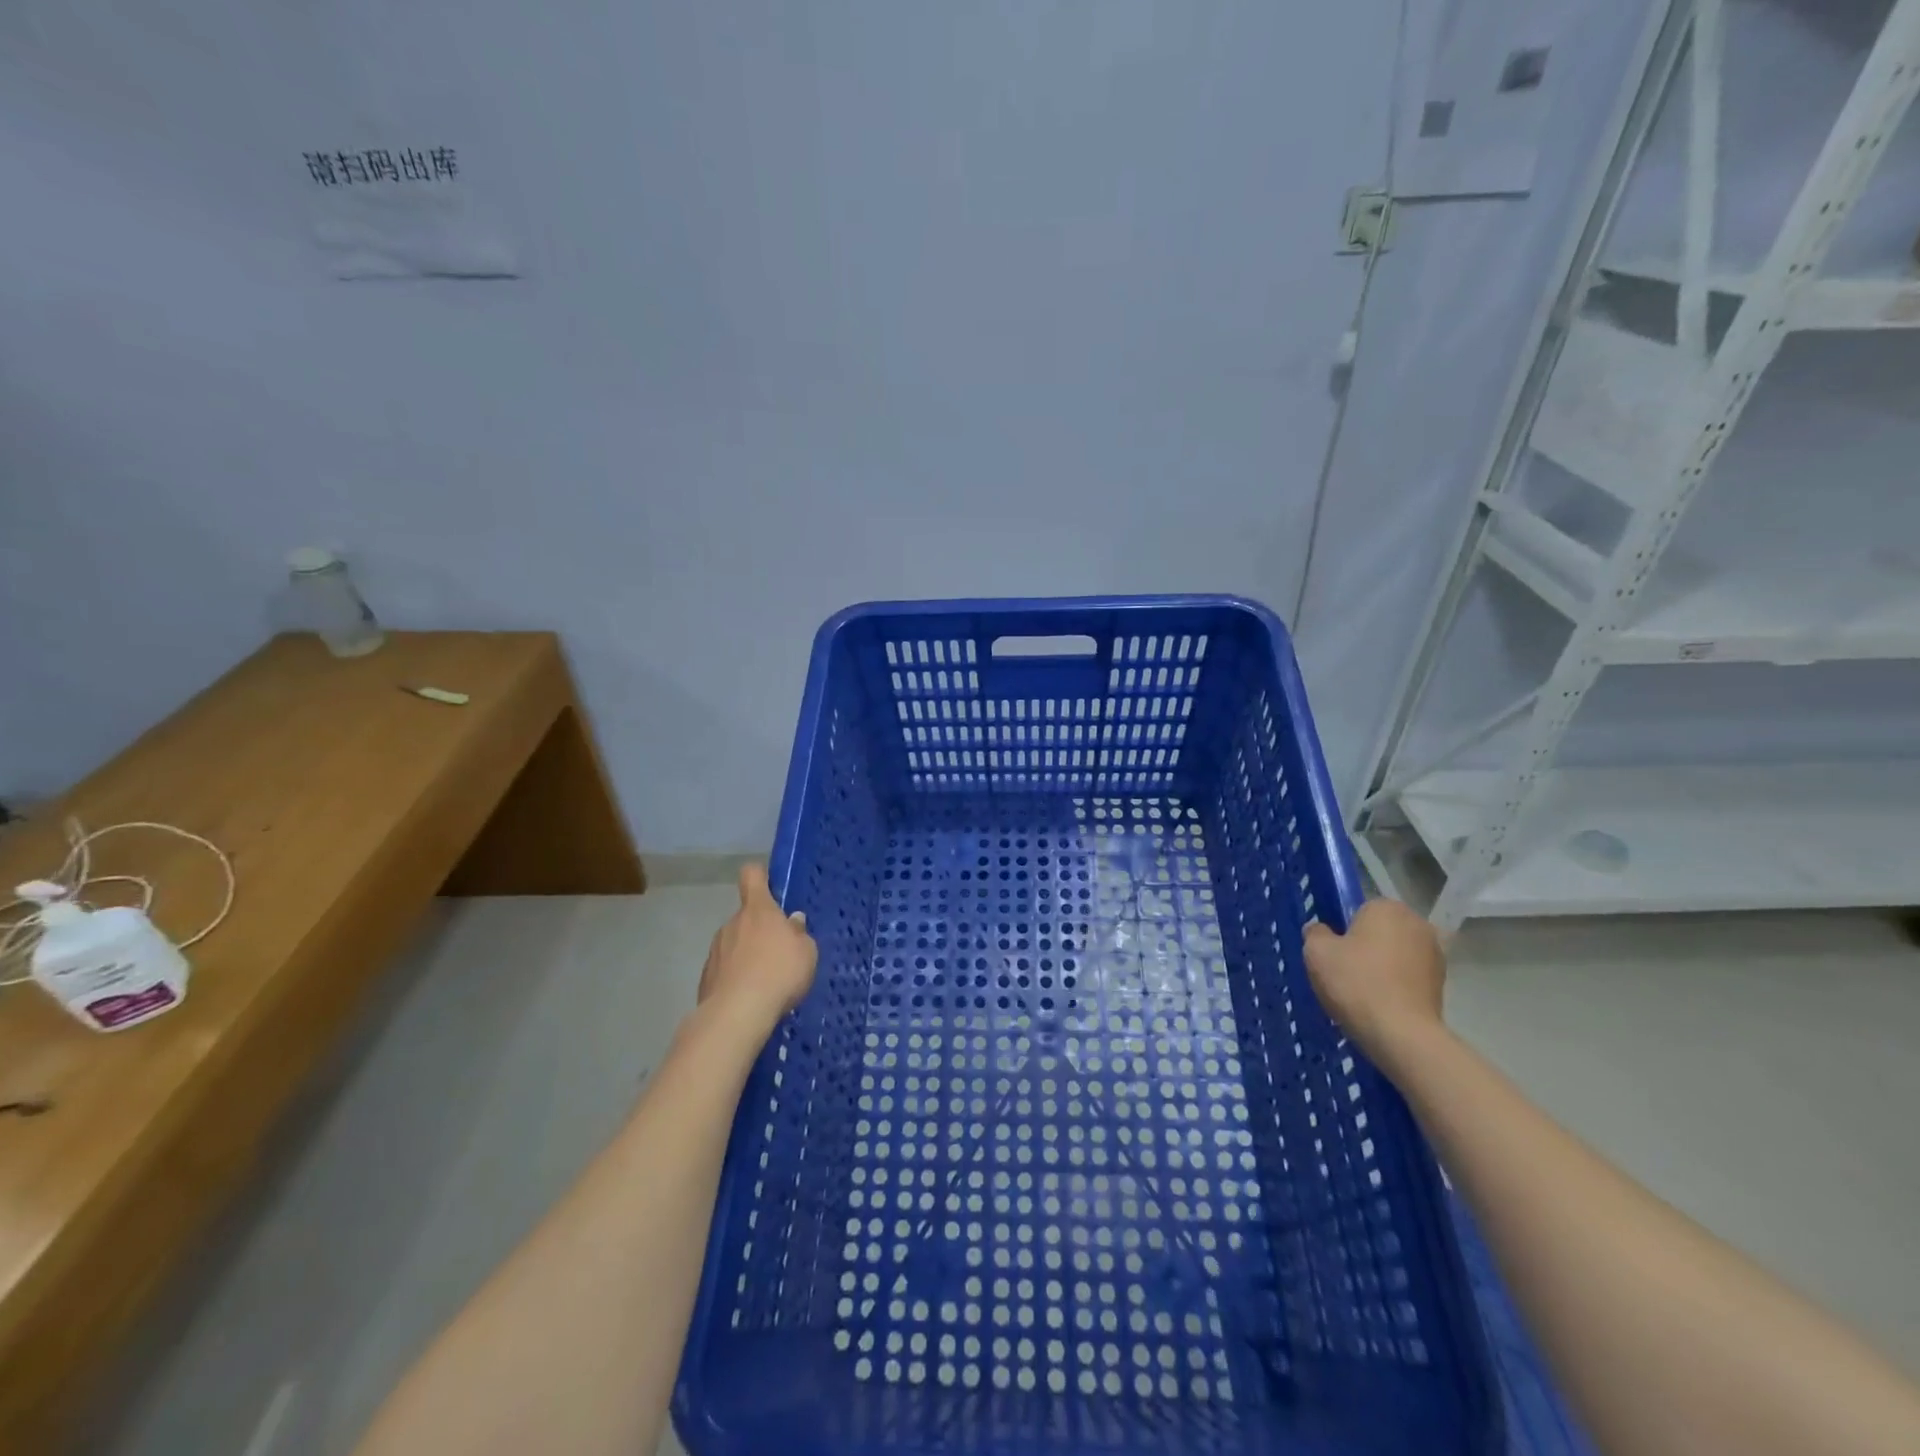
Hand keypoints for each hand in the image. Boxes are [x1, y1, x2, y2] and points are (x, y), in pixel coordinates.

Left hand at [697, 863, 817, 1038]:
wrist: (737, 1014)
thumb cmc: (779, 973)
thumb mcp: (806, 952)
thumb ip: (799, 934)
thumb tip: (792, 922)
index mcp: (758, 910)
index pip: (752, 875)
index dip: (760, 876)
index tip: (770, 886)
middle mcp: (732, 923)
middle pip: (746, 917)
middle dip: (760, 930)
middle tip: (780, 953)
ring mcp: (715, 950)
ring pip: (735, 944)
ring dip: (747, 955)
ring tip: (765, 981)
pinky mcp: (706, 978)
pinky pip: (725, 970)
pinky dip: (736, 978)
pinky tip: (749, 998)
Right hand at [1303, 899, 1446, 1069]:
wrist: (1401, 1034)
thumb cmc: (1356, 982)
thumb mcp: (1316, 952)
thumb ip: (1315, 933)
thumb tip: (1321, 930)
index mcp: (1387, 907)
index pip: (1358, 910)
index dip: (1343, 930)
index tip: (1334, 953)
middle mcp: (1417, 923)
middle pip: (1380, 930)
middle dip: (1365, 945)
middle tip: (1345, 971)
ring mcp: (1435, 954)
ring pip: (1396, 953)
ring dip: (1383, 965)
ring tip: (1363, 992)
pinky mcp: (1443, 983)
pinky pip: (1409, 975)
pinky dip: (1397, 984)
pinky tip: (1382, 1004)